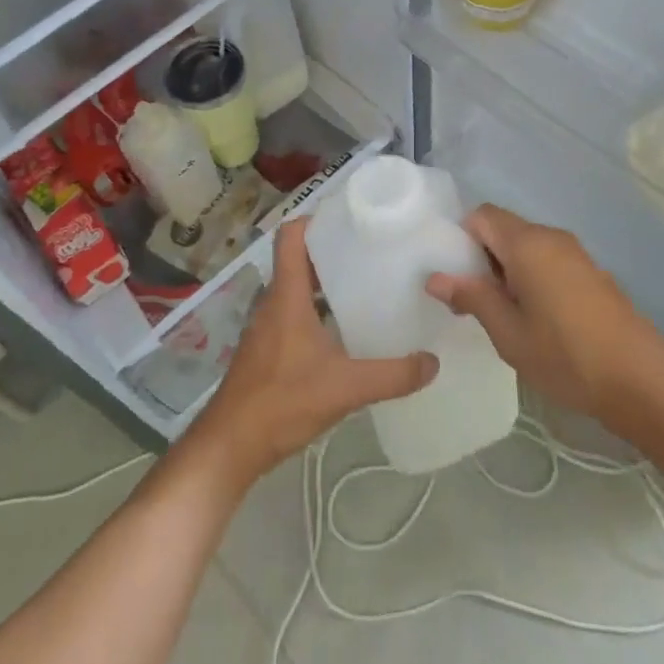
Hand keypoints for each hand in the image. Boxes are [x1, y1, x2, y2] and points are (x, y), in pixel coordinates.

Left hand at [190, 217, 437, 486]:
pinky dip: (318, 309)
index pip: (291, 236)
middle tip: (372, 250)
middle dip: (331, 250)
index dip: (315, 219)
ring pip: (297, 288)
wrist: (231, 445)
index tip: (350, 218)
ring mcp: (268, 326)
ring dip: (325, 281)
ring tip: (366, 285)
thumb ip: (392, 375)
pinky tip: (344, 331)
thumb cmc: (282, 402)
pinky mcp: (268, 349)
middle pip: (299, 259)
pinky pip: (294, 313)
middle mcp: (274, 302)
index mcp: (287, 295)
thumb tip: (433, 362)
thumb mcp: (345, 387)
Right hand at [425, 204, 663, 432]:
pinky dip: (531, 277)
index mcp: (527, 243)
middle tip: (471, 302)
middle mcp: (551, 237)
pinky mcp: (591, 272)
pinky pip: (548, 260)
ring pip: (526, 246)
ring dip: (506, 270)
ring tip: (502, 316)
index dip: (460, 239)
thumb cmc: (566, 356)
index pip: (481, 216)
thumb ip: (472, 297)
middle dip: (481, 257)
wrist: (643, 382)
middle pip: (503, 229)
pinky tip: (535, 319)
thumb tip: (436, 277)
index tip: (454, 277)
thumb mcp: (508, 333)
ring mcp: (575, 254)